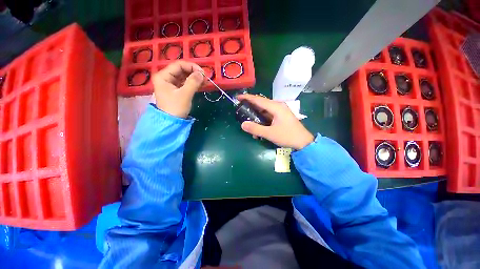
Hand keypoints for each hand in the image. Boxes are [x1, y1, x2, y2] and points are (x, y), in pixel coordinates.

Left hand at [152, 61, 203, 117]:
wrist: (171, 122)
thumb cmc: (175, 108)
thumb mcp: (185, 94)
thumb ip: (193, 82)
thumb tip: (201, 73)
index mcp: (163, 76)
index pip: (178, 65)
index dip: (191, 66)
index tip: (203, 73)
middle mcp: (166, 78)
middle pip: (182, 70)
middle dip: (194, 73)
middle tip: (205, 78)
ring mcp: (171, 84)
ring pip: (184, 77)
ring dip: (195, 78)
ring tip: (206, 81)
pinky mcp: (176, 90)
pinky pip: (185, 83)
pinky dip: (193, 84)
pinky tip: (202, 84)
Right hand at [238, 94, 313, 149]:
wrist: (303, 142)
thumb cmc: (287, 136)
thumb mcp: (270, 133)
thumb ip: (255, 129)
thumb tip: (242, 124)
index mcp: (276, 107)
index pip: (258, 100)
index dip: (247, 98)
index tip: (238, 97)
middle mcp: (278, 106)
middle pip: (261, 104)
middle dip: (251, 107)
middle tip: (241, 109)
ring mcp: (280, 111)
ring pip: (264, 111)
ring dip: (256, 116)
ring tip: (249, 123)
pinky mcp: (281, 116)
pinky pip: (269, 115)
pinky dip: (262, 120)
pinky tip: (258, 129)